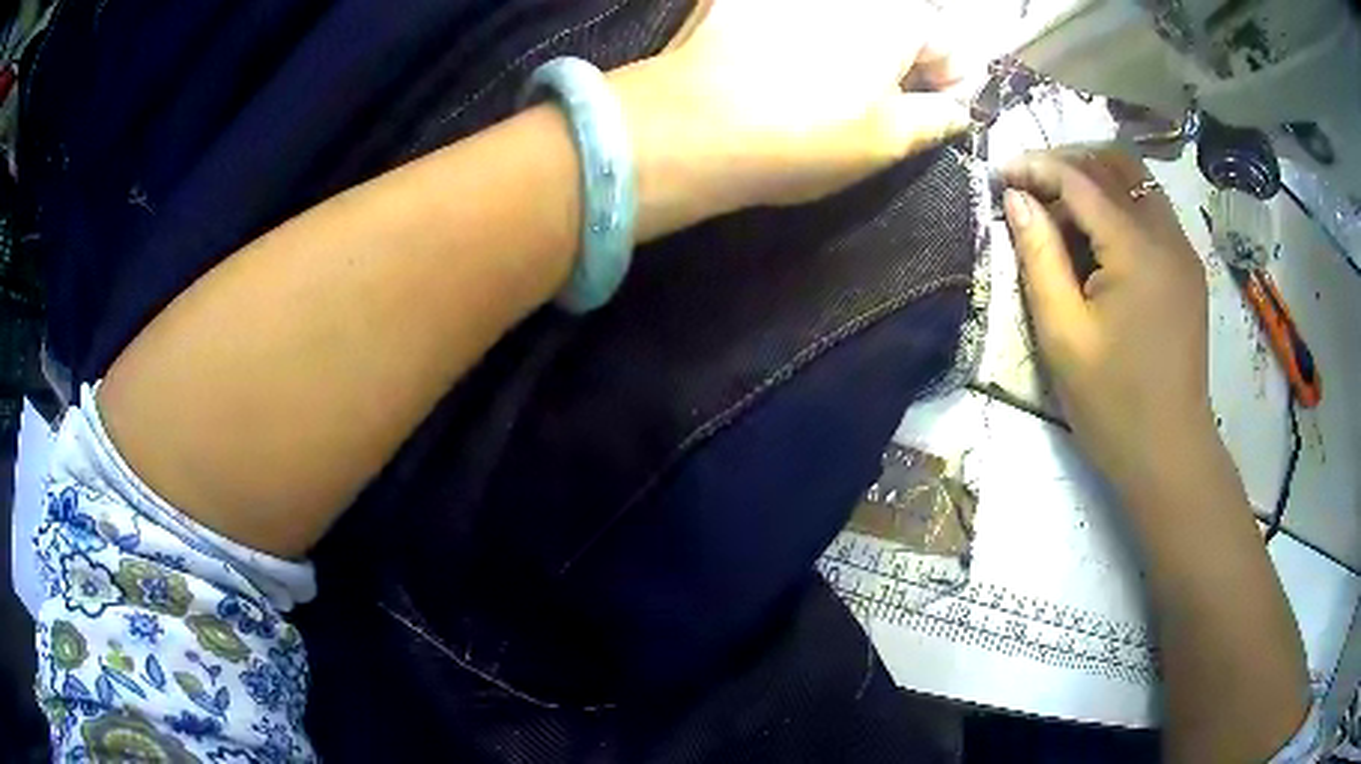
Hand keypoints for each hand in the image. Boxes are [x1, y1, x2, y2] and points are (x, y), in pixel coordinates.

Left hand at [611, 0, 973, 237]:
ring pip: (849, 19)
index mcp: (898, 15)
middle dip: (903, 63)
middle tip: (884, 107)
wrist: (692, 126)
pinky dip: (808, 38)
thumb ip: (935, 120)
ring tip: (834, 92)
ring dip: (857, 49)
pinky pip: (800, 18)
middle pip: (899, 24)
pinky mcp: (746, 1)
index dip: (950, 84)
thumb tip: (954, 112)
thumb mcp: (887, 140)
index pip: (949, 45)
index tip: (932, 114)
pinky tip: (787, 70)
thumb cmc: (806, 134)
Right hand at [1000, 149, 1218, 496]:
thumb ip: (1039, 257)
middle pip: (1117, 165)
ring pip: (1138, 184)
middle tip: (1033, 188)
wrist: (1169, 454)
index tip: (1000, 173)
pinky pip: (1152, 213)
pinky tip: (1100, 242)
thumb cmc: (1112, 404)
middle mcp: (1167, 236)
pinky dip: (1121, 207)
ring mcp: (1184, 252)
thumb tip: (1017, 198)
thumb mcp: (1063, 334)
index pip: (1081, 180)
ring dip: (1097, 182)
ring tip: (1063, 214)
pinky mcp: (1189, 271)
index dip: (1036, 167)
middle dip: (1069, 163)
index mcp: (1137, 250)